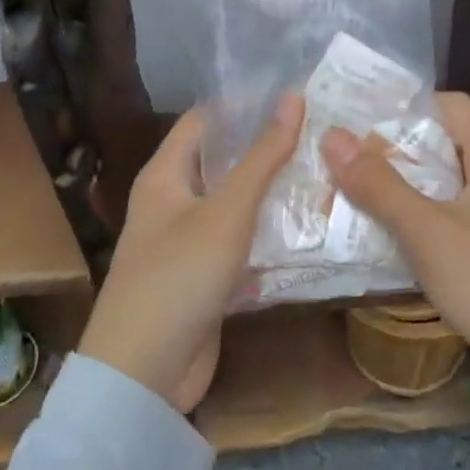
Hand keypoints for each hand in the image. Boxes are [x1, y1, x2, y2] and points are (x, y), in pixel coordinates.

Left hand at [78, 93, 301, 412]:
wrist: (144, 374)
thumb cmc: (179, 276)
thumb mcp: (226, 212)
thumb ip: (262, 157)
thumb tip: (293, 97)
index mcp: (165, 174)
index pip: (205, 120)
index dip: (244, 104)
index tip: (294, 95)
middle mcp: (173, 200)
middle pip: (223, 160)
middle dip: (266, 148)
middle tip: (321, 132)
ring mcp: (188, 241)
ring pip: (235, 203)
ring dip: (272, 191)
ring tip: (325, 170)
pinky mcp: (205, 276)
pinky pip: (240, 241)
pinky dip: (267, 232)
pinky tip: (309, 225)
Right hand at [321, 93, 469, 433]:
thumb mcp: (429, 233)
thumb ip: (380, 185)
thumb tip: (332, 136)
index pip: (447, 104)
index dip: (402, 108)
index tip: (355, 123)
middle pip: (442, 144)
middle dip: (391, 152)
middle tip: (340, 160)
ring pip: (444, 185)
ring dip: (401, 190)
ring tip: (349, 195)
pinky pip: (452, 219)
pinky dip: (419, 221)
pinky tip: (383, 238)